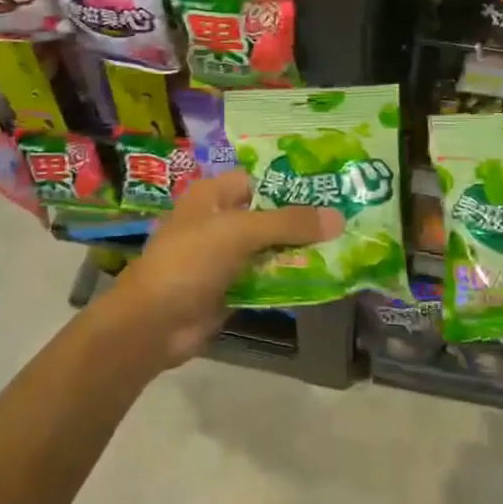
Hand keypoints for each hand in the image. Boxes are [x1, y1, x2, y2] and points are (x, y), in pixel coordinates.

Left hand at [101, 171, 341, 368]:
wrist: (153, 323)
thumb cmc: (190, 261)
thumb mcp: (240, 232)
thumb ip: (288, 223)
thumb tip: (338, 218)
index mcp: (213, 195)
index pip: (260, 180)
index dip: (293, 183)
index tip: (332, 187)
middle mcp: (220, 220)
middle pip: (269, 215)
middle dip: (303, 220)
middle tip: (349, 218)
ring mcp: (226, 257)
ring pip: (271, 248)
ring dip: (300, 250)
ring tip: (346, 246)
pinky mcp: (232, 288)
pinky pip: (267, 277)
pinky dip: (289, 277)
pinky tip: (324, 276)